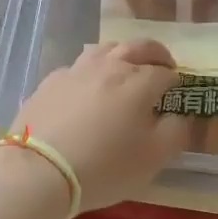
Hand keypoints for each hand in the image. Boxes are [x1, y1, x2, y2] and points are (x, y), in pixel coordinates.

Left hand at [11, 41, 191, 211]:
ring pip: (106, 49)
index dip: (175, 81)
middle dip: (156, 54)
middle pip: (138, 47)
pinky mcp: (51, 81)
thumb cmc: (104, 167)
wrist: (38, 171)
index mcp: (139, 82)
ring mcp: (77, 70)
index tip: (177, 92)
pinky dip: (91, 71)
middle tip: (163, 65)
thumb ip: (176, 132)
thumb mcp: (153, 159)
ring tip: (126, 68)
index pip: (165, 72)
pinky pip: (78, 67)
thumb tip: (179, 116)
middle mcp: (110, 66)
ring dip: (123, 54)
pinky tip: (88, 87)